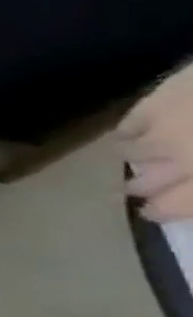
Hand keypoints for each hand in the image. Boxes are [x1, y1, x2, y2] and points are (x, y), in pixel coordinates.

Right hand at [122, 63, 192, 221]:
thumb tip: (191, 195)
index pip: (171, 205)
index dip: (161, 210)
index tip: (151, 212)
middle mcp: (182, 161)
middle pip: (145, 183)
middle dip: (143, 188)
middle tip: (140, 189)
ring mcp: (165, 132)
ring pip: (132, 154)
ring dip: (138, 160)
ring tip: (144, 158)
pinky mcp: (155, 104)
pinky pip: (129, 125)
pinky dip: (131, 132)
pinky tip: (141, 132)